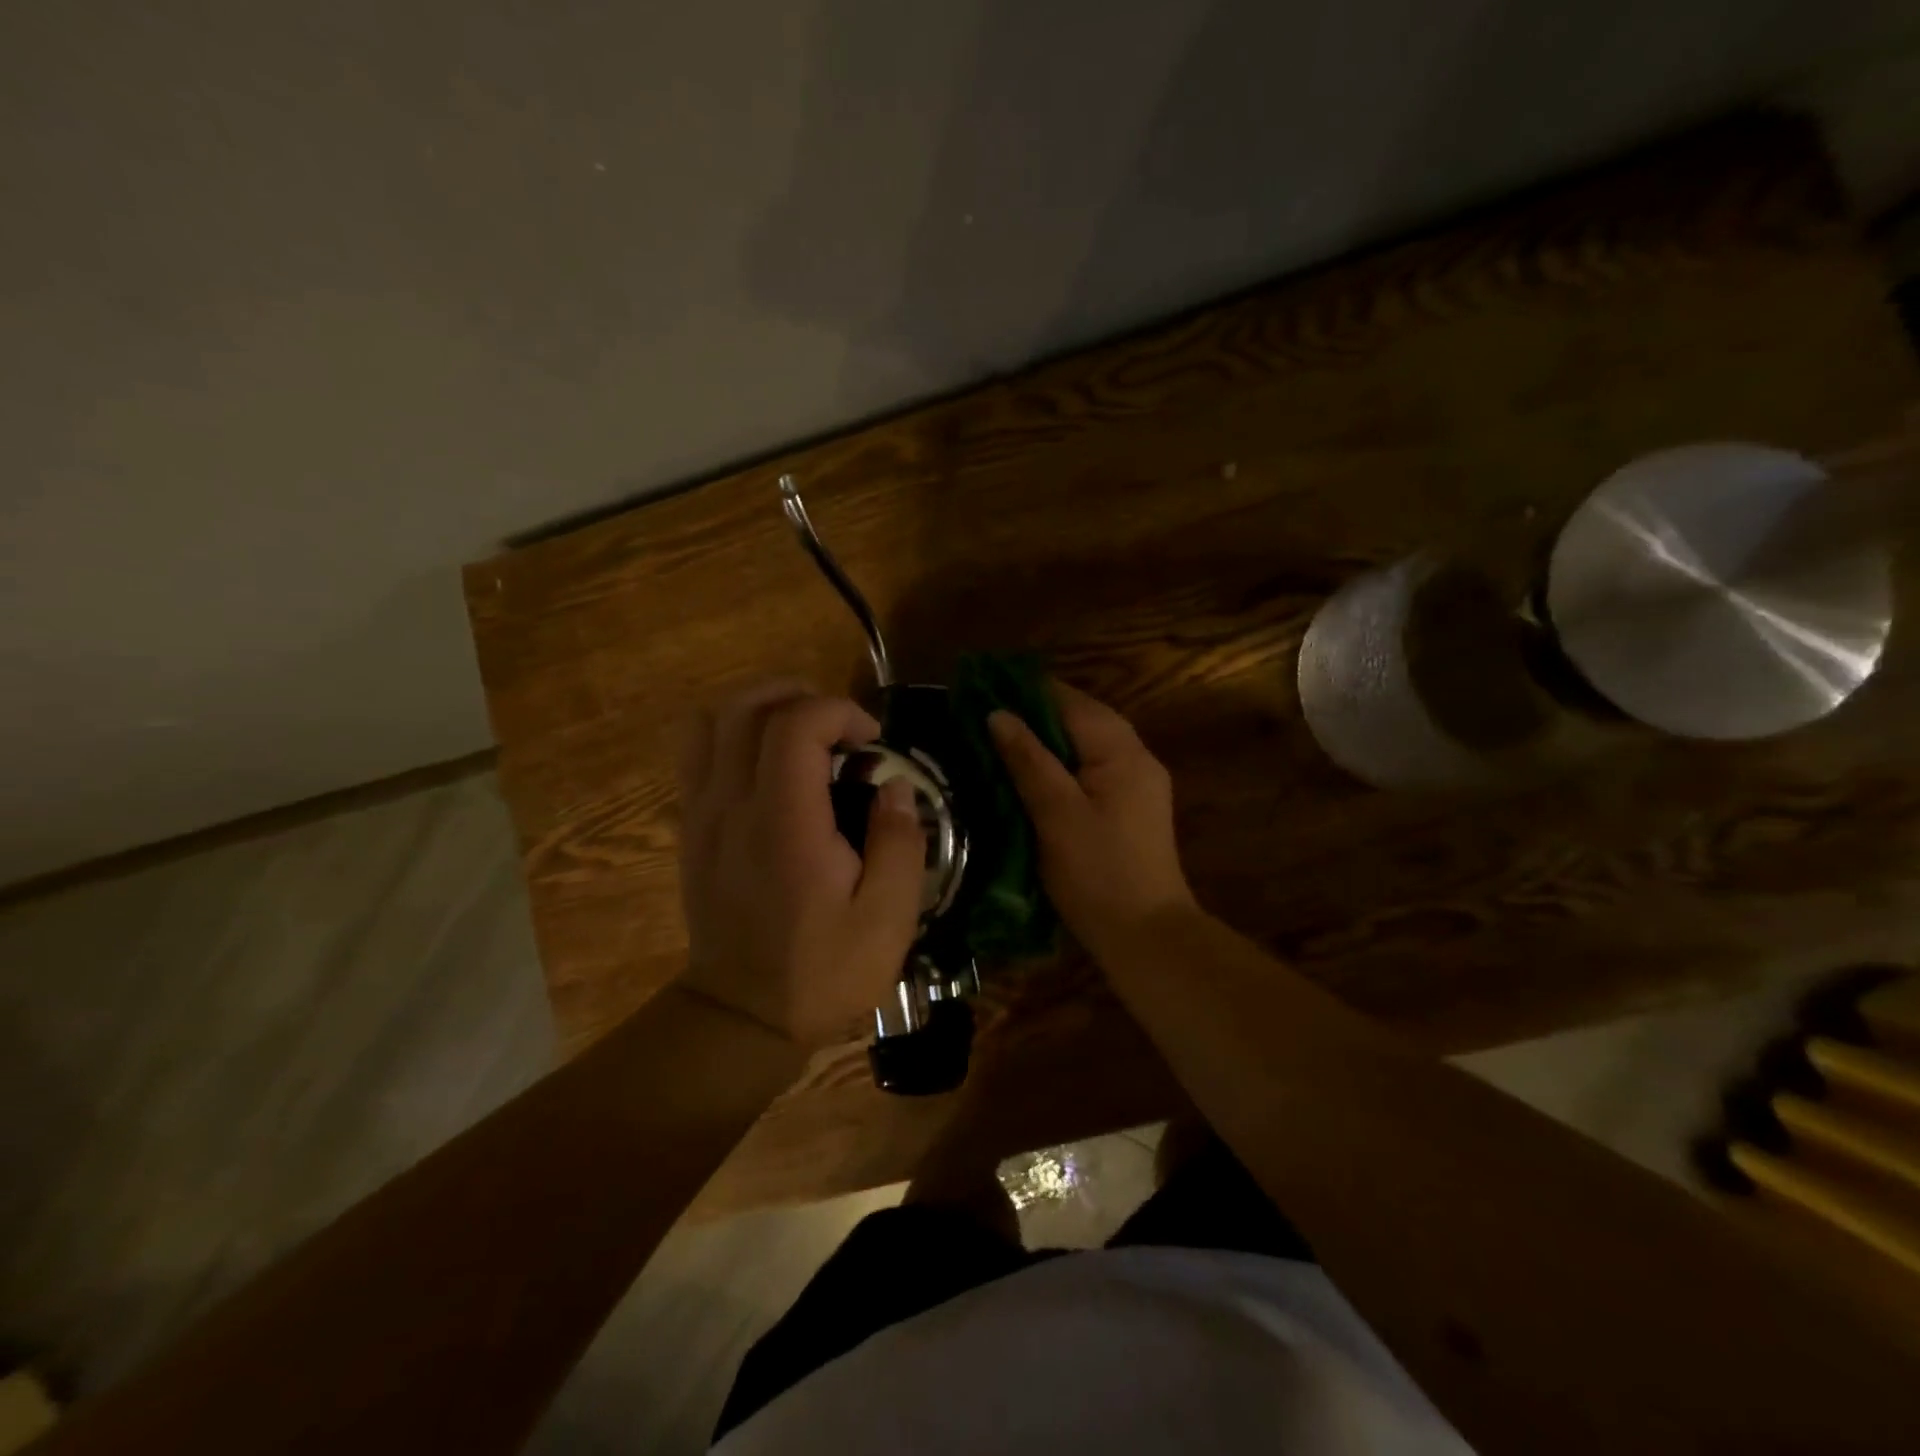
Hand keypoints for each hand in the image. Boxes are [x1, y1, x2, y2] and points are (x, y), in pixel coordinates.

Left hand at [677, 679, 927, 1048]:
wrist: (742, 1016)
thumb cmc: (821, 971)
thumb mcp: (887, 920)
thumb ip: (900, 843)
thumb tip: (894, 787)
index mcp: (785, 824)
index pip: (796, 724)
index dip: (840, 712)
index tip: (873, 742)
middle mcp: (733, 806)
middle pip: (747, 707)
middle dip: (800, 695)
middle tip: (840, 727)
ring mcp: (702, 814)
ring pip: (711, 721)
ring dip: (759, 707)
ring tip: (801, 731)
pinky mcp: (691, 828)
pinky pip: (696, 753)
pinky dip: (731, 735)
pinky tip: (767, 764)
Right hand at [988, 683, 1197, 958]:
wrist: (1145, 936)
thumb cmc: (1098, 873)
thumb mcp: (1056, 814)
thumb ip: (1028, 760)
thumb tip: (998, 714)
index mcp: (1122, 752)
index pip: (1071, 702)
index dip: (1028, 691)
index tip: (984, 688)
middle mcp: (1136, 757)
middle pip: (1082, 718)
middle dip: (1035, 713)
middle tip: (985, 717)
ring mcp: (1137, 784)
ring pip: (1086, 744)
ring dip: (1047, 738)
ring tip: (1000, 740)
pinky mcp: (1130, 808)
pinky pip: (1091, 768)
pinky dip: (1061, 763)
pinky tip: (1032, 775)